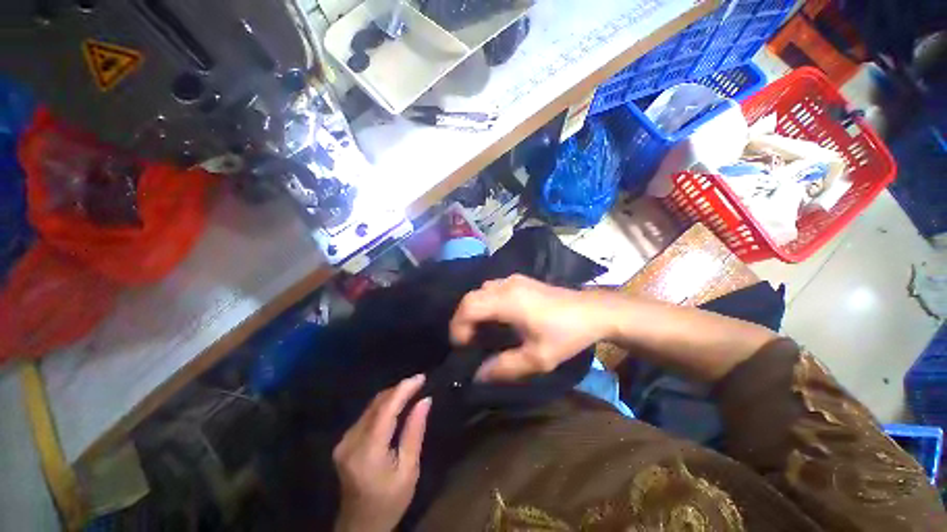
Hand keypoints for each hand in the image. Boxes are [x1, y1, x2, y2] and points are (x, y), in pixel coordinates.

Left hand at [333, 375, 431, 531]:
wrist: (360, 526)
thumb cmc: (389, 501)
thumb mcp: (409, 470)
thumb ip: (415, 432)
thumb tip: (425, 400)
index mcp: (368, 451)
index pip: (386, 409)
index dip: (404, 389)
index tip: (422, 377)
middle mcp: (351, 441)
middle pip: (377, 403)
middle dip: (399, 389)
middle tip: (420, 382)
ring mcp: (344, 441)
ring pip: (371, 406)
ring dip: (392, 395)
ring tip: (412, 390)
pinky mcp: (344, 442)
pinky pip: (366, 415)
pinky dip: (384, 406)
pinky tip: (397, 405)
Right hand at [450, 274, 612, 381]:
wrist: (592, 311)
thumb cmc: (566, 334)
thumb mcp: (537, 358)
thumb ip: (504, 367)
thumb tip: (478, 375)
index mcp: (507, 301)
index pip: (468, 306)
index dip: (458, 326)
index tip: (463, 347)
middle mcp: (506, 285)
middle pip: (471, 297)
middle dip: (463, 320)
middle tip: (468, 342)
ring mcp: (513, 279)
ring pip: (481, 291)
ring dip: (474, 310)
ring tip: (480, 331)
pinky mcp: (520, 280)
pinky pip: (493, 288)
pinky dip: (486, 303)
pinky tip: (497, 318)